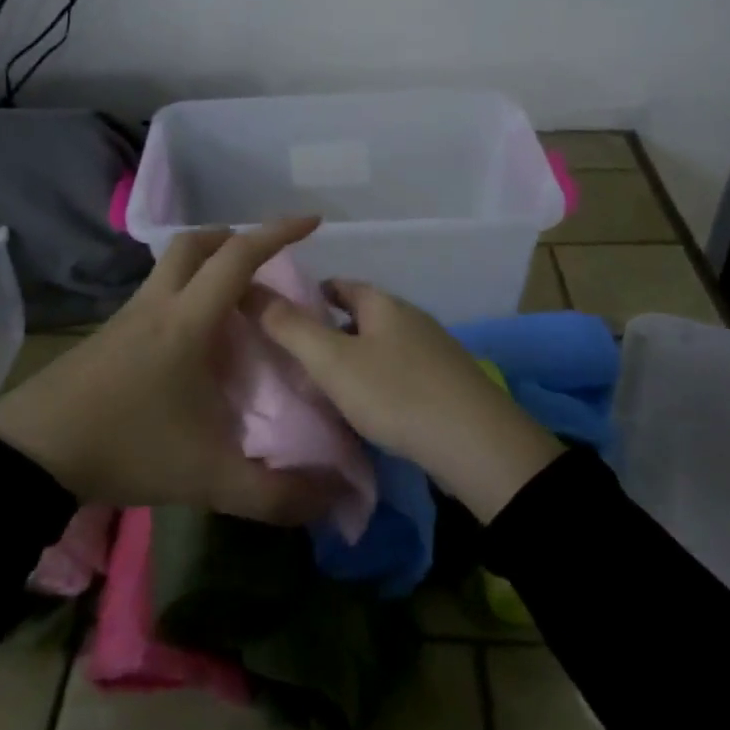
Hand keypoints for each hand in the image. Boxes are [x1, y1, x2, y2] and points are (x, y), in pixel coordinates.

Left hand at [0, 217, 337, 523]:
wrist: (32, 454)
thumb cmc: (127, 448)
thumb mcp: (208, 478)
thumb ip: (273, 494)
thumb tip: (332, 499)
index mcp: (188, 321)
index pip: (238, 257)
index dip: (277, 233)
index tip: (311, 223)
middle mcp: (157, 304)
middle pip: (195, 243)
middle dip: (234, 239)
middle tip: (264, 264)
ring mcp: (126, 316)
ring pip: (170, 266)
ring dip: (205, 266)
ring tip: (234, 304)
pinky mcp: (107, 335)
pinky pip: (154, 294)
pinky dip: (183, 295)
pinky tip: (192, 340)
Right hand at [252, 279, 563, 522]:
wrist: (477, 444)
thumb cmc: (396, 393)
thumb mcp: (332, 361)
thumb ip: (290, 327)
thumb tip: (252, 291)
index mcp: (383, 304)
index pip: (340, 285)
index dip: (310, 294)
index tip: (283, 316)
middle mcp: (411, 318)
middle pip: (361, 316)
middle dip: (330, 331)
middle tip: (297, 358)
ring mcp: (434, 351)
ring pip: (381, 347)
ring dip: (354, 360)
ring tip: (326, 388)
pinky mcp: (448, 384)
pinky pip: (401, 373)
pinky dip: (378, 383)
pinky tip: (368, 409)